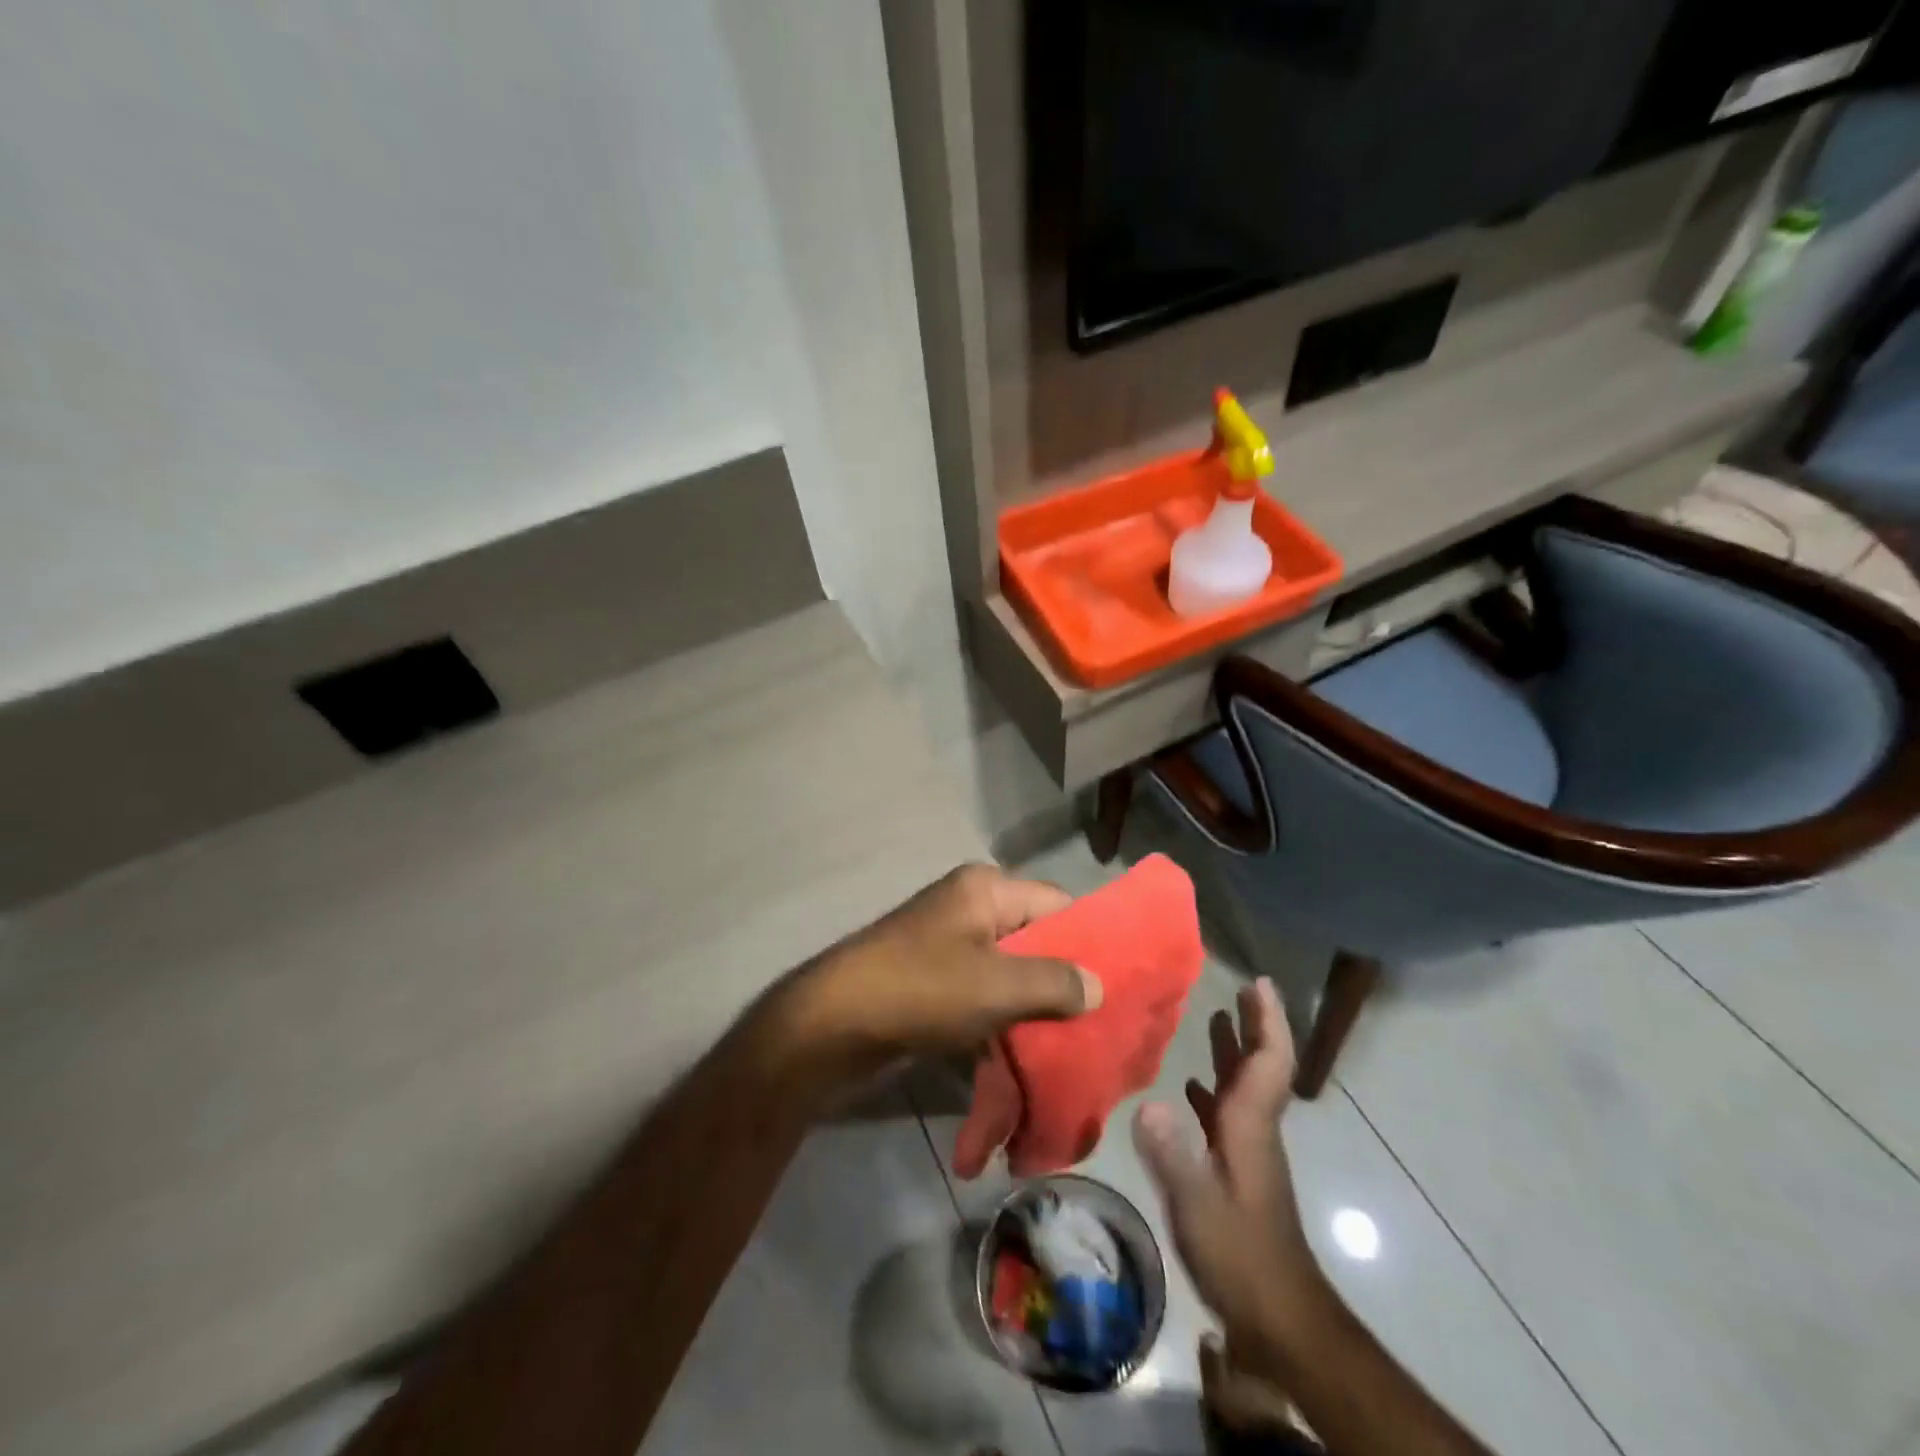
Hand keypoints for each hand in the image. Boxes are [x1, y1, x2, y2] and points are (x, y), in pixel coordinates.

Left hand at [775, 864, 1102, 1095]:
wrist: (831, 1026)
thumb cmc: (920, 990)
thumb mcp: (997, 985)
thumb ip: (1056, 982)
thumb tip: (1099, 985)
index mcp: (986, 890)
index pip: (1058, 904)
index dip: (1091, 940)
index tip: (1123, 983)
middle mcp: (970, 909)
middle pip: (1036, 940)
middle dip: (1067, 982)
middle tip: (1104, 1023)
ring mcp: (950, 946)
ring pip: (1012, 974)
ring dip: (1037, 1009)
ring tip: (1076, 1046)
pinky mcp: (935, 983)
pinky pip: (986, 996)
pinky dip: (1007, 1022)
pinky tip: (1032, 1056)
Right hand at [1131, 977, 1321, 1346]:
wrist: (1278, 1318)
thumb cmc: (1241, 1256)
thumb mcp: (1199, 1206)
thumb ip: (1173, 1155)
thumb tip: (1149, 1101)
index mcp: (1250, 1126)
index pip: (1269, 1062)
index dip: (1268, 1021)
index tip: (1259, 983)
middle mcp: (1253, 1129)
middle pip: (1260, 1066)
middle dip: (1253, 1024)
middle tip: (1238, 988)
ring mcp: (1246, 1151)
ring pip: (1243, 1088)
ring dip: (1234, 1051)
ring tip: (1215, 1018)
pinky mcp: (1236, 1170)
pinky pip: (1226, 1114)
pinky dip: (1212, 1089)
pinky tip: (1189, 1087)